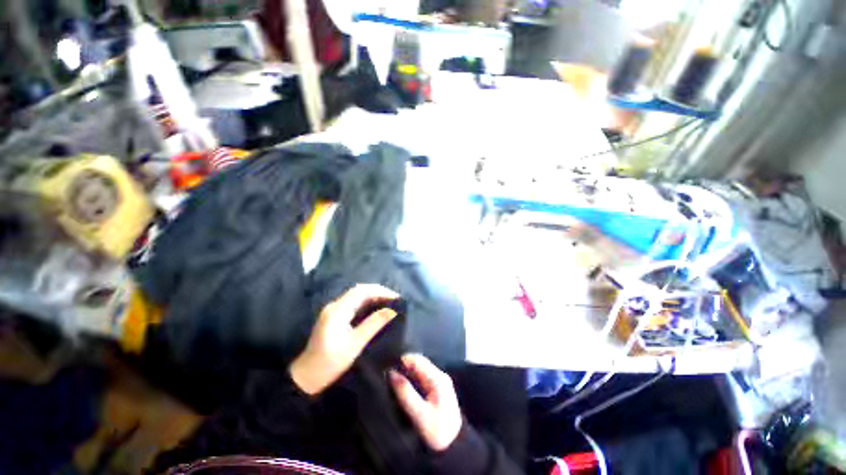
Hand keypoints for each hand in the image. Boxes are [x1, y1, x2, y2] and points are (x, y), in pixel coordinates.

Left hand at [290, 284, 398, 395]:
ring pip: (357, 297)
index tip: (396, 298)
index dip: (380, 291)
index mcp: (338, 310)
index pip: (362, 291)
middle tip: (395, 301)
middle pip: (359, 291)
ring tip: (389, 304)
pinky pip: (354, 305)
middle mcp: (335, 306)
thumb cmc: (330, 362)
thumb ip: (374, 324)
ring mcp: (334, 311)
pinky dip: (367, 304)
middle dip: (378, 293)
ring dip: (373, 298)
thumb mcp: (355, 344)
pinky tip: (376, 310)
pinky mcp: (335, 317)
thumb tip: (392, 311)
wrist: (305, 378)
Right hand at [389, 354, 462, 451]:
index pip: (417, 360)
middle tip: (386, 373)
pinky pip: (420, 379)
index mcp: (438, 378)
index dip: (402, 361)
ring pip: (418, 371)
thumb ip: (405, 393)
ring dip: (405, 373)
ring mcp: (438, 382)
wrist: (455, 446)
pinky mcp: (435, 389)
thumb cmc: (438, 432)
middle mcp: (439, 375)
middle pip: (418, 364)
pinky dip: (410, 380)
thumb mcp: (420, 415)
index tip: (387, 366)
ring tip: (390, 379)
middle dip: (402, 367)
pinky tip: (401, 386)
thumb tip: (392, 374)